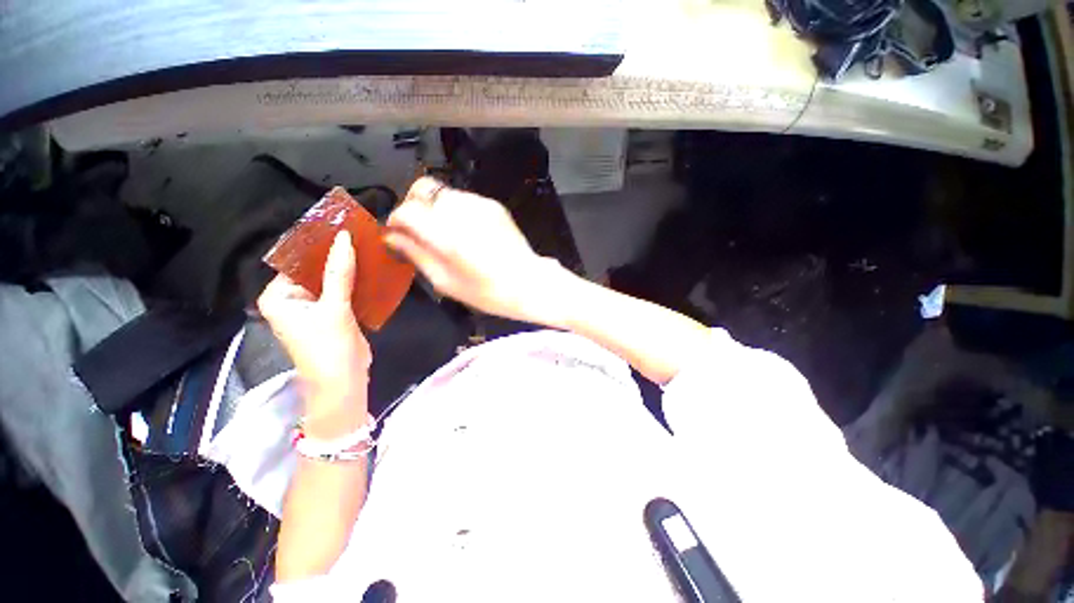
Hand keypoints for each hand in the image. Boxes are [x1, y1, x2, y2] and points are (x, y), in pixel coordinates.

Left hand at [258, 231, 371, 435]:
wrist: (344, 382)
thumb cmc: (329, 348)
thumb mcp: (334, 308)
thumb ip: (339, 273)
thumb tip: (345, 238)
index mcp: (278, 296)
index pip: (297, 261)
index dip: (319, 245)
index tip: (343, 227)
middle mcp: (291, 298)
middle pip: (315, 269)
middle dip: (337, 256)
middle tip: (361, 236)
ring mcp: (313, 306)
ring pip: (332, 279)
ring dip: (349, 268)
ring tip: (369, 248)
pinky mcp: (332, 313)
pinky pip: (342, 290)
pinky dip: (355, 281)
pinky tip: (371, 269)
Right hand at [385, 177, 574, 326]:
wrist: (529, 282)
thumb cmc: (487, 291)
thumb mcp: (445, 281)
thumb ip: (416, 254)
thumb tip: (392, 237)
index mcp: (446, 234)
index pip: (406, 209)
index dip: (397, 220)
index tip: (398, 233)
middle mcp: (461, 211)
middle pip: (422, 189)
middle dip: (413, 206)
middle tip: (417, 229)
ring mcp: (480, 204)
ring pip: (443, 192)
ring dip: (435, 207)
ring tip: (444, 233)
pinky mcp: (493, 205)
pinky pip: (463, 199)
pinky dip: (455, 210)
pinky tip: (466, 231)